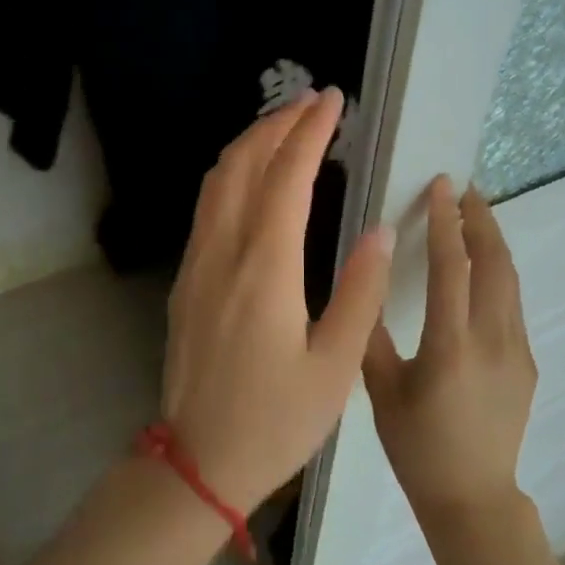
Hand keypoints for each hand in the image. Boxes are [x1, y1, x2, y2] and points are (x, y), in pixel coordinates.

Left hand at [162, 89, 394, 510]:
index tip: (334, 101)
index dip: (310, 132)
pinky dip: (231, 174)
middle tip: (312, 102)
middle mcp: (223, 253)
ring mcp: (196, 265)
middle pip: (242, 164)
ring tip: (284, 127)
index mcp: (264, 269)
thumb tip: (378, 229)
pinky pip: (206, 207)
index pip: (287, 177)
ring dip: (249, 145)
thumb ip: (360, 293)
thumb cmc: (275, 422)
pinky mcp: (186, 281)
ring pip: (216, 181)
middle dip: (276, 124)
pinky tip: (252, 180)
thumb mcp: (336, 367)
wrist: (198, 463)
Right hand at [365, 175, 537, 518]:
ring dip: (494, 242)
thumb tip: (366, 283)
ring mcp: (517, 351)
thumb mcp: (381, 390)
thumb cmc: (416, 446)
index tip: (441, 186)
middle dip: (481, 219)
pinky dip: (497, 273)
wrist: (472, 497)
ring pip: (510, 280)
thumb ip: (371, 334)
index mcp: (450, 346)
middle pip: (495, 263)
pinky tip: (480, 270)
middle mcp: (492, 340)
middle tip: (464, 189)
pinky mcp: (527, 362)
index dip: (446, 221)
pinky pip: (511, 304)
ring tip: (475, 216)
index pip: (452, 267)